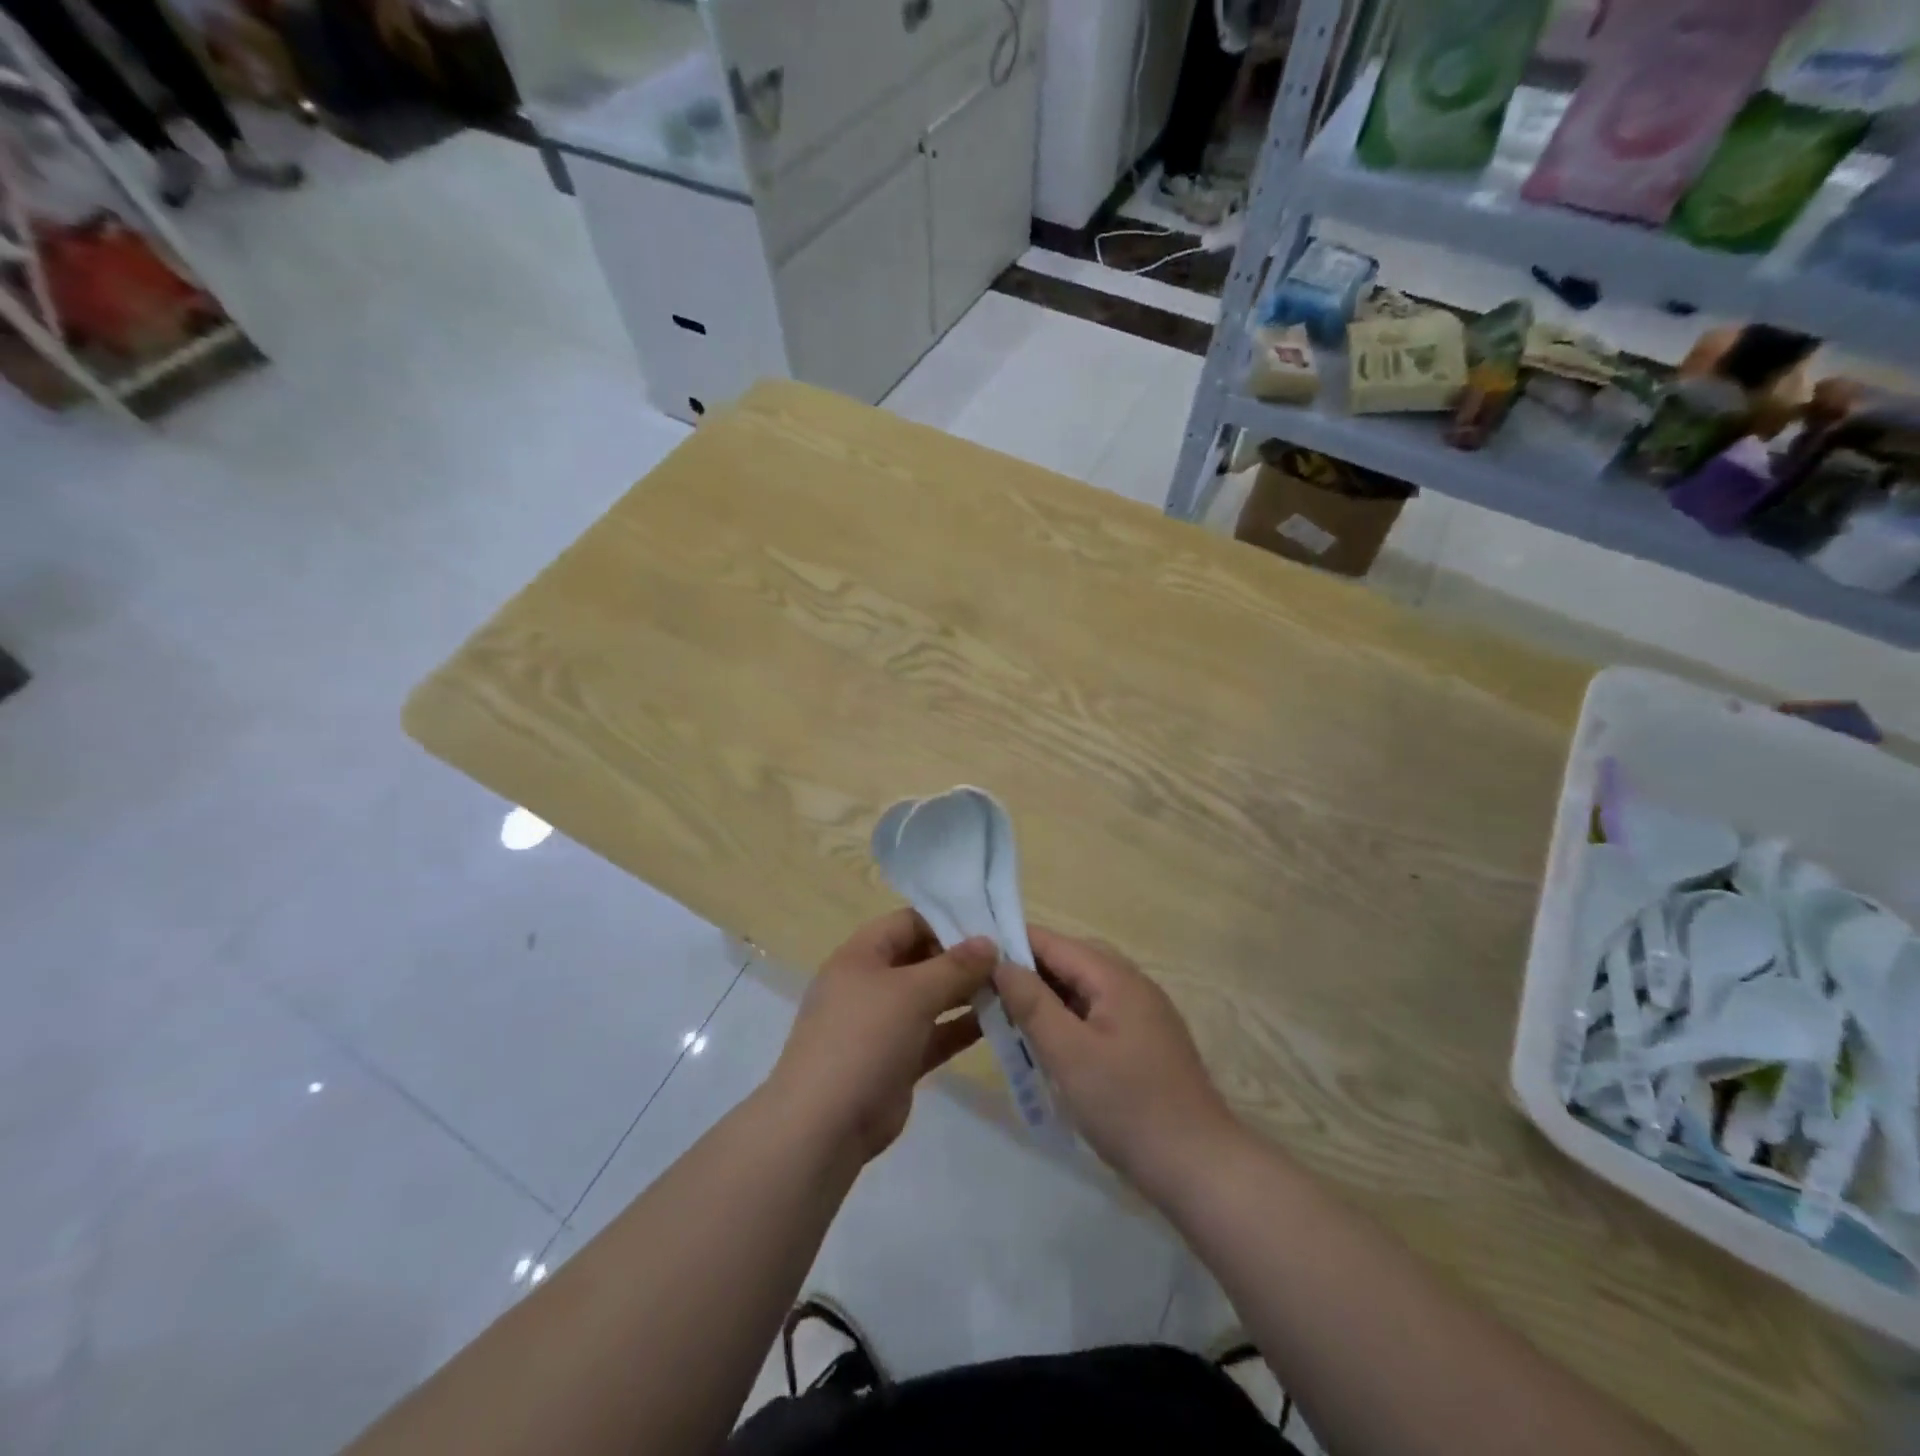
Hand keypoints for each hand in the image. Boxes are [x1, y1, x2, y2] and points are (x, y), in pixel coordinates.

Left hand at [767, 909, 998, 1163]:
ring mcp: (882, 1024)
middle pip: (921, 958)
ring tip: (1011, 989)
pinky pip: (934, 1033)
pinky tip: (998, 1023)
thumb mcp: (912, 993)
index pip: (907, 922)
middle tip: (1008, 960)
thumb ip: (954, 966)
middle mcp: (870, 984)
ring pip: (930, 998)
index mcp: (861, 955)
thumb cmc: (864, 1039)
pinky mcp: (896, 1060)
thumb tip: (989, 942)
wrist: (824, 1126)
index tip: (989, 928)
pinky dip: (961, 1027)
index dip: (946, 921)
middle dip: (962, 959)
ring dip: (966, 993)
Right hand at [994, 927, 1238, 1199]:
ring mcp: (1143, 1012)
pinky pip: (1097, 1013)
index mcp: (1115, 977)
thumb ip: (1032, 1003)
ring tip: (1009, 1017)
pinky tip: (1048, 1043)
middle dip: (1028, 971)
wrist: (1199, 1166)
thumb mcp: (1068, 1053)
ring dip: (1047, 997)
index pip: (1054, 942)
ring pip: (1083, 989)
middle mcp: (1132, 983)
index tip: (972, 956)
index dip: (1012, 943)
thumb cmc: (1127, 1106)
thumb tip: (1000, 962)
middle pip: (1070, 961)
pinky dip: (1068, 1019)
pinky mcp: (1145, 1040)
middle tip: (986, 992)